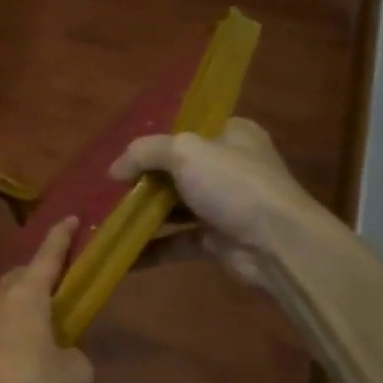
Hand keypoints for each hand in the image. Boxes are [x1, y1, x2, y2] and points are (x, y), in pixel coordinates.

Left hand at [0, 218, 93, 382]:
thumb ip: (75, 357)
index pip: (48, 256)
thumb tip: (65, 355)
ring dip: (16, 305)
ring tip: (31, 323)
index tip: (70, 218)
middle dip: (36, 275)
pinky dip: (0, 332)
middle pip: (19, 276)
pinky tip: (7, 353)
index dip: (61, 237)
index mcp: (27, 293)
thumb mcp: (74, 375)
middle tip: (52, 285)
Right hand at [110, 119, 330, 284]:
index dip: (154, 140)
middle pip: (176, 170)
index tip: (122, 153)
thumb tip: (113, 169)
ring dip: (143, 214)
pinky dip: (151, 248)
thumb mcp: (185, 152)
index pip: (188, 130)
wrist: (278, 245)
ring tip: (105, 218)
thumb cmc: (234, 185)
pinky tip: (120, 253)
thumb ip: (145, 153)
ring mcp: (224, 206)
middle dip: (142, 180)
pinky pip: (176, 241)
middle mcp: (229, 168)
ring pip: (174, 207)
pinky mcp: (216, 240)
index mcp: (231, 135)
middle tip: (107, 187)